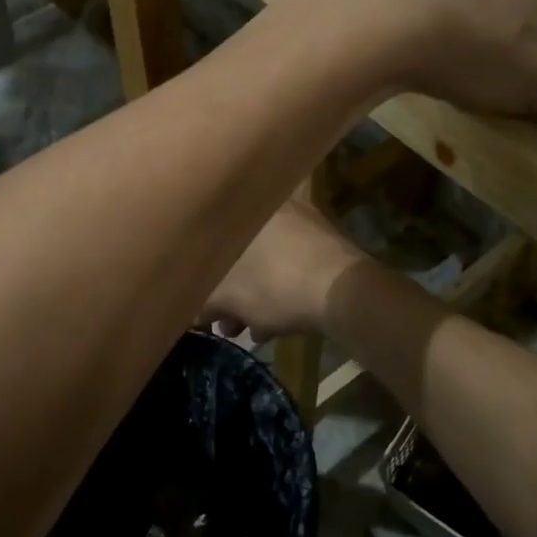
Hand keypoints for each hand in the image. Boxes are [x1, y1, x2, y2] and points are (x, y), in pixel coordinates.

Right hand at [202, 202, 363, 340]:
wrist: (344, 291)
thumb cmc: (275, 286)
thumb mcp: (227, 299)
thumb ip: (203, 303)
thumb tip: (193, 312)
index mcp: (244, 209)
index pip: (210, 239)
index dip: (202, 276)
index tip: (201, 302)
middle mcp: (272, 206)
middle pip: (239, 252)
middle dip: (229, 292)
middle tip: (226, 322)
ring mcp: (303, 221)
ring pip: (265, 261)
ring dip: (253, 294)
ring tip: (250, 329)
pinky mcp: (324, 242)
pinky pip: (289, 264)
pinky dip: (278, 288)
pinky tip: (275, 324)